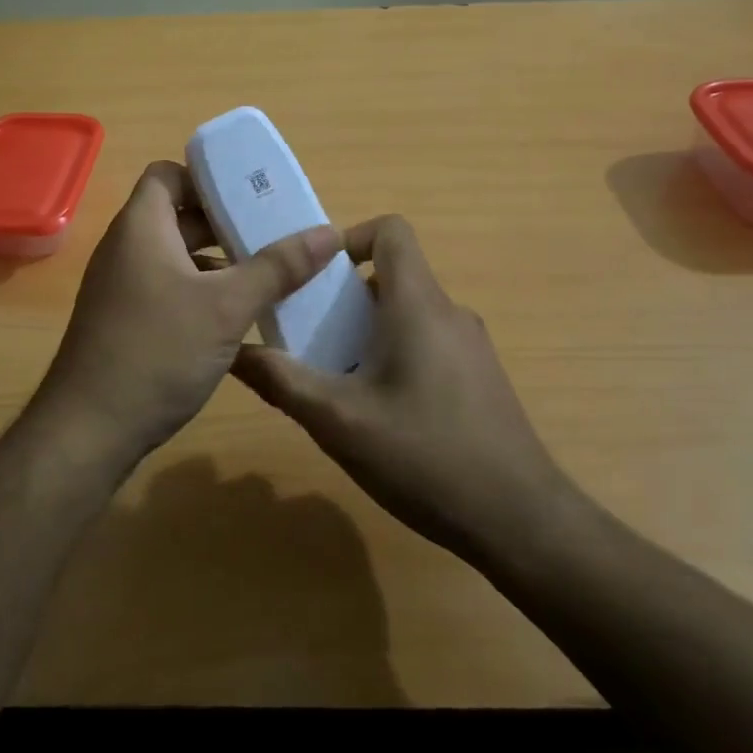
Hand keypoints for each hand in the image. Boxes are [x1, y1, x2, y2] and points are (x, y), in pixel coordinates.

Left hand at [34, 161, 341, 464]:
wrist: (89, 430)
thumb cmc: (157, 351)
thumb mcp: (227, 307)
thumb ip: (278, 267)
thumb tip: (329, 233)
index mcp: (141, 227)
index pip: (167, 175)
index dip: (206, 178)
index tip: (249, 196)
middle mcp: (125, 249)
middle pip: (177, 216)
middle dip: (224, 223)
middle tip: (273, 234)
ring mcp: (121, 288)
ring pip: (175, 257)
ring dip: (217, 262)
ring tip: (266, 276)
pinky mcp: (123, 322)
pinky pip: (167, 289)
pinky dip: (200, 292)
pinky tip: (236, 319)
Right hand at [232, 215, 578, 566]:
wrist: (521, 521)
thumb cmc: (425, 456)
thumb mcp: (339, 421)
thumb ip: (282, 381)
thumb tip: (232, 351)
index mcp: (419, 304)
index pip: (390, 230)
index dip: (348, 238)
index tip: (314, 278)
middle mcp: (450, 313)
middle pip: (391, 275)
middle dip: (343, 297)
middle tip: (307, 336)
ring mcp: (471, 347)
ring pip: (408, 314)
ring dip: (366, 332)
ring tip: (335, 379)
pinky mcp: (479, 378)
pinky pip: (427, 344)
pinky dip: (394, 356)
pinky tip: (378, 414)